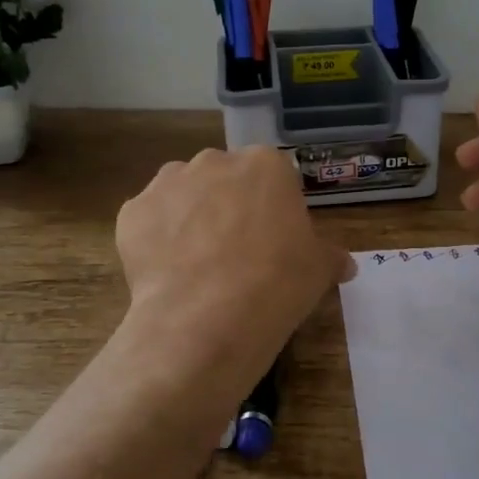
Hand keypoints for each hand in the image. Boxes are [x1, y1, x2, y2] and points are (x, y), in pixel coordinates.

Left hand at [117, 146, 353, 364]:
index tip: (273, 241)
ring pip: (182, 193)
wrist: (207, 319)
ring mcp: (168, 183)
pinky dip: (156, 240)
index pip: (272, 177)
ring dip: (189, 216)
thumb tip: (345, 264)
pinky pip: (148, 221)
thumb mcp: (318, 270)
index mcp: (265, 164)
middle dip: (227, 205)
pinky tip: (168, 273)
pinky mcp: (132, 212)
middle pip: (223, 178)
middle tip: (235, 252)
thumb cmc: (276, 283)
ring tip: (196, 263)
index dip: (272, 209)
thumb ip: (330, 256)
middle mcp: (214, 160)